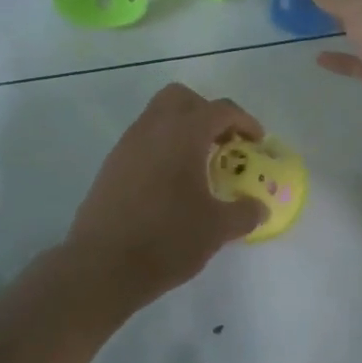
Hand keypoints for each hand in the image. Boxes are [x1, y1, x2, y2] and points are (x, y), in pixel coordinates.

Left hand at [63, 83, 267, 303]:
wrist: (102, 265)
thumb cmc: (166, 239)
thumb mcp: (216, 229)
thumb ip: (244, 213)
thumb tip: (259, 208)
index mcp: (184, 133)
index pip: (220, 110)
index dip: (244, 122)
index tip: (257, 143)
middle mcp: (153, 128)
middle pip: (182, 98)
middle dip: (206, 112)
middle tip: (222, 143)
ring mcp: (128, 144)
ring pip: (158, 116)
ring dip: (182, 129)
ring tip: (198, 165)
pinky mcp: (112, 164)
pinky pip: (143, 140)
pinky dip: (162, 147)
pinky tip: (171, 183)